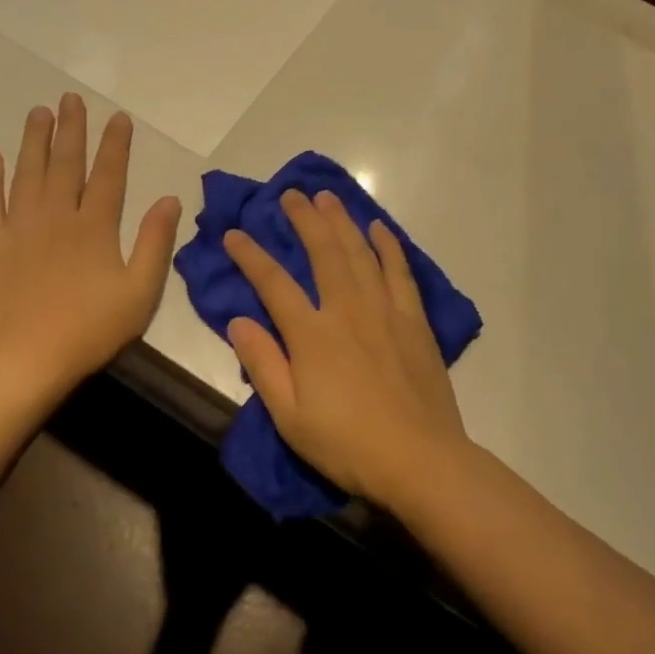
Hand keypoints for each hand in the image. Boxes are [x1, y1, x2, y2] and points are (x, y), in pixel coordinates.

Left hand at [0, 95, 181, 401]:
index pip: (109, 174)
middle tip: (71, 98)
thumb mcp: (140, 292)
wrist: (27, 362)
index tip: (118, 117)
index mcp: (95, 227)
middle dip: (71, 129)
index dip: (115, 144)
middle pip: (66, 163)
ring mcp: (19, 228)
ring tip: (39, 112)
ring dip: (34, 140)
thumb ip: (155, 242)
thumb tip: (170, 199)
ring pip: (28, 173)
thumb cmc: (91, 330)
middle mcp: (57, 216)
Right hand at [222, 190, 466, 510]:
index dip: (251, 256)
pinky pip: (400, 271)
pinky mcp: (414, 319)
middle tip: (290, 194)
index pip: (273, 284)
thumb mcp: (290, 416)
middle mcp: (348, 310)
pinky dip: (389, 246)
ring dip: (342, 221)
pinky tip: (379, 229)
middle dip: (303, 220)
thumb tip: (239, 320)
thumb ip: (263, 364)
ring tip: (328, 197)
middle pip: (323, 252)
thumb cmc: (348, 444)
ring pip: (360, 252)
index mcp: (312, 334)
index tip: (234, 234)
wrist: (420, 459)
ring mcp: (385, 310)